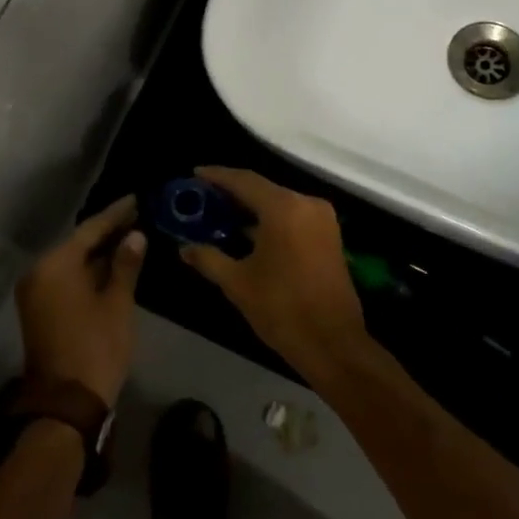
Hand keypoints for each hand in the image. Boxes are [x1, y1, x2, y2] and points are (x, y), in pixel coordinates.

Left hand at [15, 196, 145, 406]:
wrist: (65, 403)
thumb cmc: (96, 348)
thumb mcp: (117, 304)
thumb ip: (125, 265)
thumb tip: (135, 235)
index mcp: (55, 265)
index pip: (90, 229)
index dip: (116, 214)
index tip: (136, 199)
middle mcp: (39, 271)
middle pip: (78, 243)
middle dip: (107, 231)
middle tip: (137, 215)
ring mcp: (36, 291)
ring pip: (71, 261)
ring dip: (98, 252)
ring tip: (130, 235)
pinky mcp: (39, 308)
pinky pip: (65, 277)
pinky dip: (87, 270)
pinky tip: (111, 263)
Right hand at [178, 168, 368, 376]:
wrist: (333, 344)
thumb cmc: (282, 309)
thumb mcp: (238, 283)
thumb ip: (209, 259)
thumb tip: (185, 248)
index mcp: (284, 208)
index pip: (244, 181)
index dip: (217, 176)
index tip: (195, 174)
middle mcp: (306, 203)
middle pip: (263, 188)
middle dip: (233, 192)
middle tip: (204, 196)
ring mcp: (322, 219)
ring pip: (279, 202)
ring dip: (252, 206)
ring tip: (221, 213)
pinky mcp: (329, 235)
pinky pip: (293, 215)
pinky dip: (270, 218)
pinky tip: (249, 230)